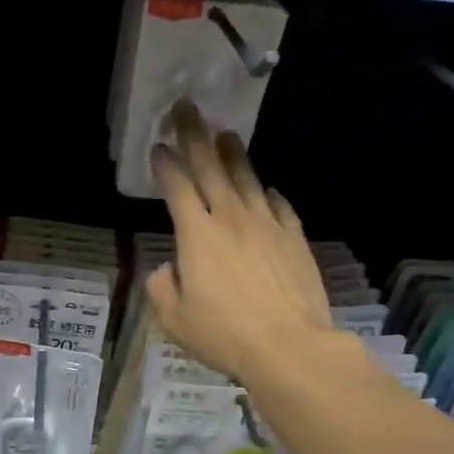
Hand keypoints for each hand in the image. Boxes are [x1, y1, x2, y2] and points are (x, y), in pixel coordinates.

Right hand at [145, 102, 336, 387]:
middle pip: (211, 167)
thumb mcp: (174, 319)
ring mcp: (267, 225)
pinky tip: (267, 190)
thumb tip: (167, 269)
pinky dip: (268, 193)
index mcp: (196, 235)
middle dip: (195, 135)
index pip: (177, 188)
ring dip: (234, 154)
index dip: (165, 164)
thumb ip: (161, 288)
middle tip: (187, 107)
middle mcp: (231, 218)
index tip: (158, 146)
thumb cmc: (224, 334)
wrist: (289, 346)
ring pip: (247, 179)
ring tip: (226, 135)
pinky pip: (279, 206)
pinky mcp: (294, 238)